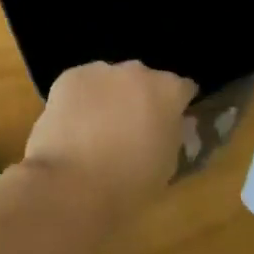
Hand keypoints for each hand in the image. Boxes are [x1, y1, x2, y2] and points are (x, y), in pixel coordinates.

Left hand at [23, 61, 197, 213]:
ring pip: (111, 79)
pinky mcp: (70, 76)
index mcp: (169, 91)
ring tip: (97, 128)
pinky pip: (82, 84)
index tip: (169, 122)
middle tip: (130, 127)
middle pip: (145, 80)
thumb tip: (169, 124)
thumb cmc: (130, 182)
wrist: (74, 183)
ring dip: (110, 96)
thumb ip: (172, 135)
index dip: (177, 106)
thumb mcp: (168, 164)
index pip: (183, 88)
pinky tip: (73, 124)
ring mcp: (102, 70)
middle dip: (141, 98)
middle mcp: (138, 72)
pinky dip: (81, 99)